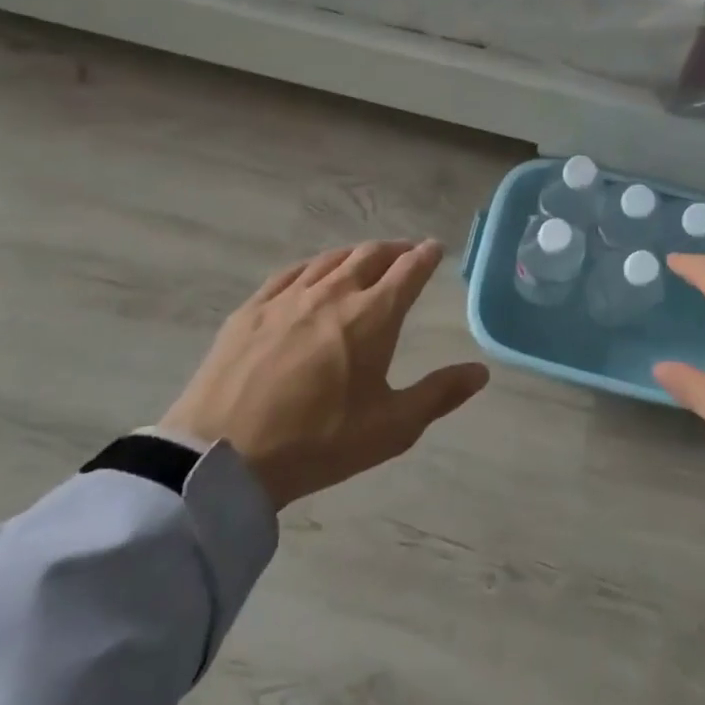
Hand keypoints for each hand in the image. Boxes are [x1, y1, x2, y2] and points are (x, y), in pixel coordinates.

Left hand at [160, 240, 488, 508]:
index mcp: (373, 316)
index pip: (408, 270)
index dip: (425, 256)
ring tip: (365, 259)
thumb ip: (439, 394)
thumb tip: (481, 371)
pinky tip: (312, 273)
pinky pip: (290, 273)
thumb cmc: (318, 442)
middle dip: (394, 249)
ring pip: (330, 259)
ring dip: (356, 254)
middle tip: (406, 252)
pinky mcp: (252, 308)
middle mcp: (334, 293)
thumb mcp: (390, 428)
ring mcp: (288, 297)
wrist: (223, 456)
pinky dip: (313, 266)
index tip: (436, 248)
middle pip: (370, 255)